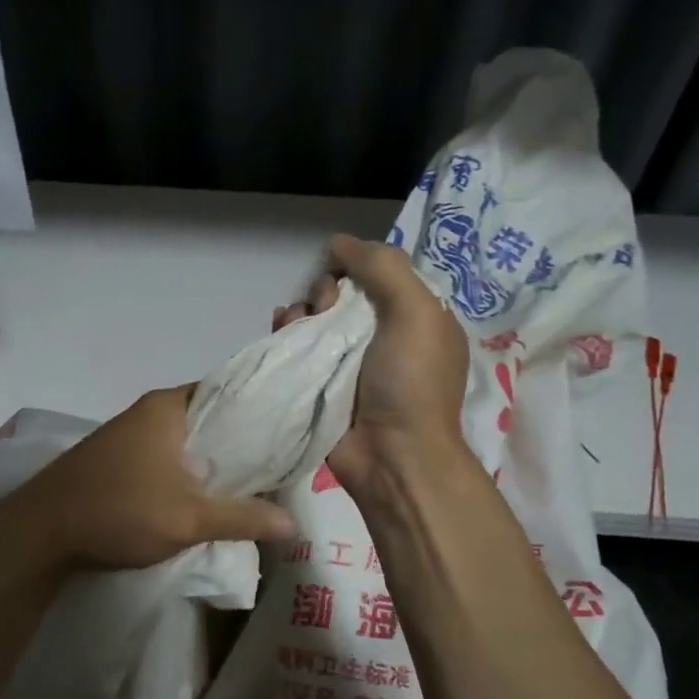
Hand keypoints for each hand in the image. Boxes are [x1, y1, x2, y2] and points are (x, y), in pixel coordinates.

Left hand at [0, 384, 296, 577]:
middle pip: (209, 418)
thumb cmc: (118, 510)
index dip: (261, 409)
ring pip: (186, 441)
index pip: (228, 391)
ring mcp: (129, 434)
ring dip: (213, 460)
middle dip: (240, 441)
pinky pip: (166, 457)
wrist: (39, 532)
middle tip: (280, 463)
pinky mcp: (117, 459)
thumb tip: (293, 522)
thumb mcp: (188, 518)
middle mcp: (149, 411)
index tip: (290, 429)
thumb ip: (243, 517)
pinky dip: (188, 471)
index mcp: (168, 407)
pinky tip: (206, 494)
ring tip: (252, 481)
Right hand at [274, 235, 470, 494]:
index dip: (357, 266)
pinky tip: (282, 328)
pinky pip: (299, 344)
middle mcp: (384, 334)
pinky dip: (288, 330)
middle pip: (344, 292)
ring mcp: (350, 360)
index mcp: (416, 316)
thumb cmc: (411, 381)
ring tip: (298, 322)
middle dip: (327, 290)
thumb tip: (339, 242)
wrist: (392, 456)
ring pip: (317, 316)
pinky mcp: (321, 381)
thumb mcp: (416, 311)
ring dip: (303, 309)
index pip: (381, 273)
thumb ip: (383, 267)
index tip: (343, 272)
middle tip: (325, 308)